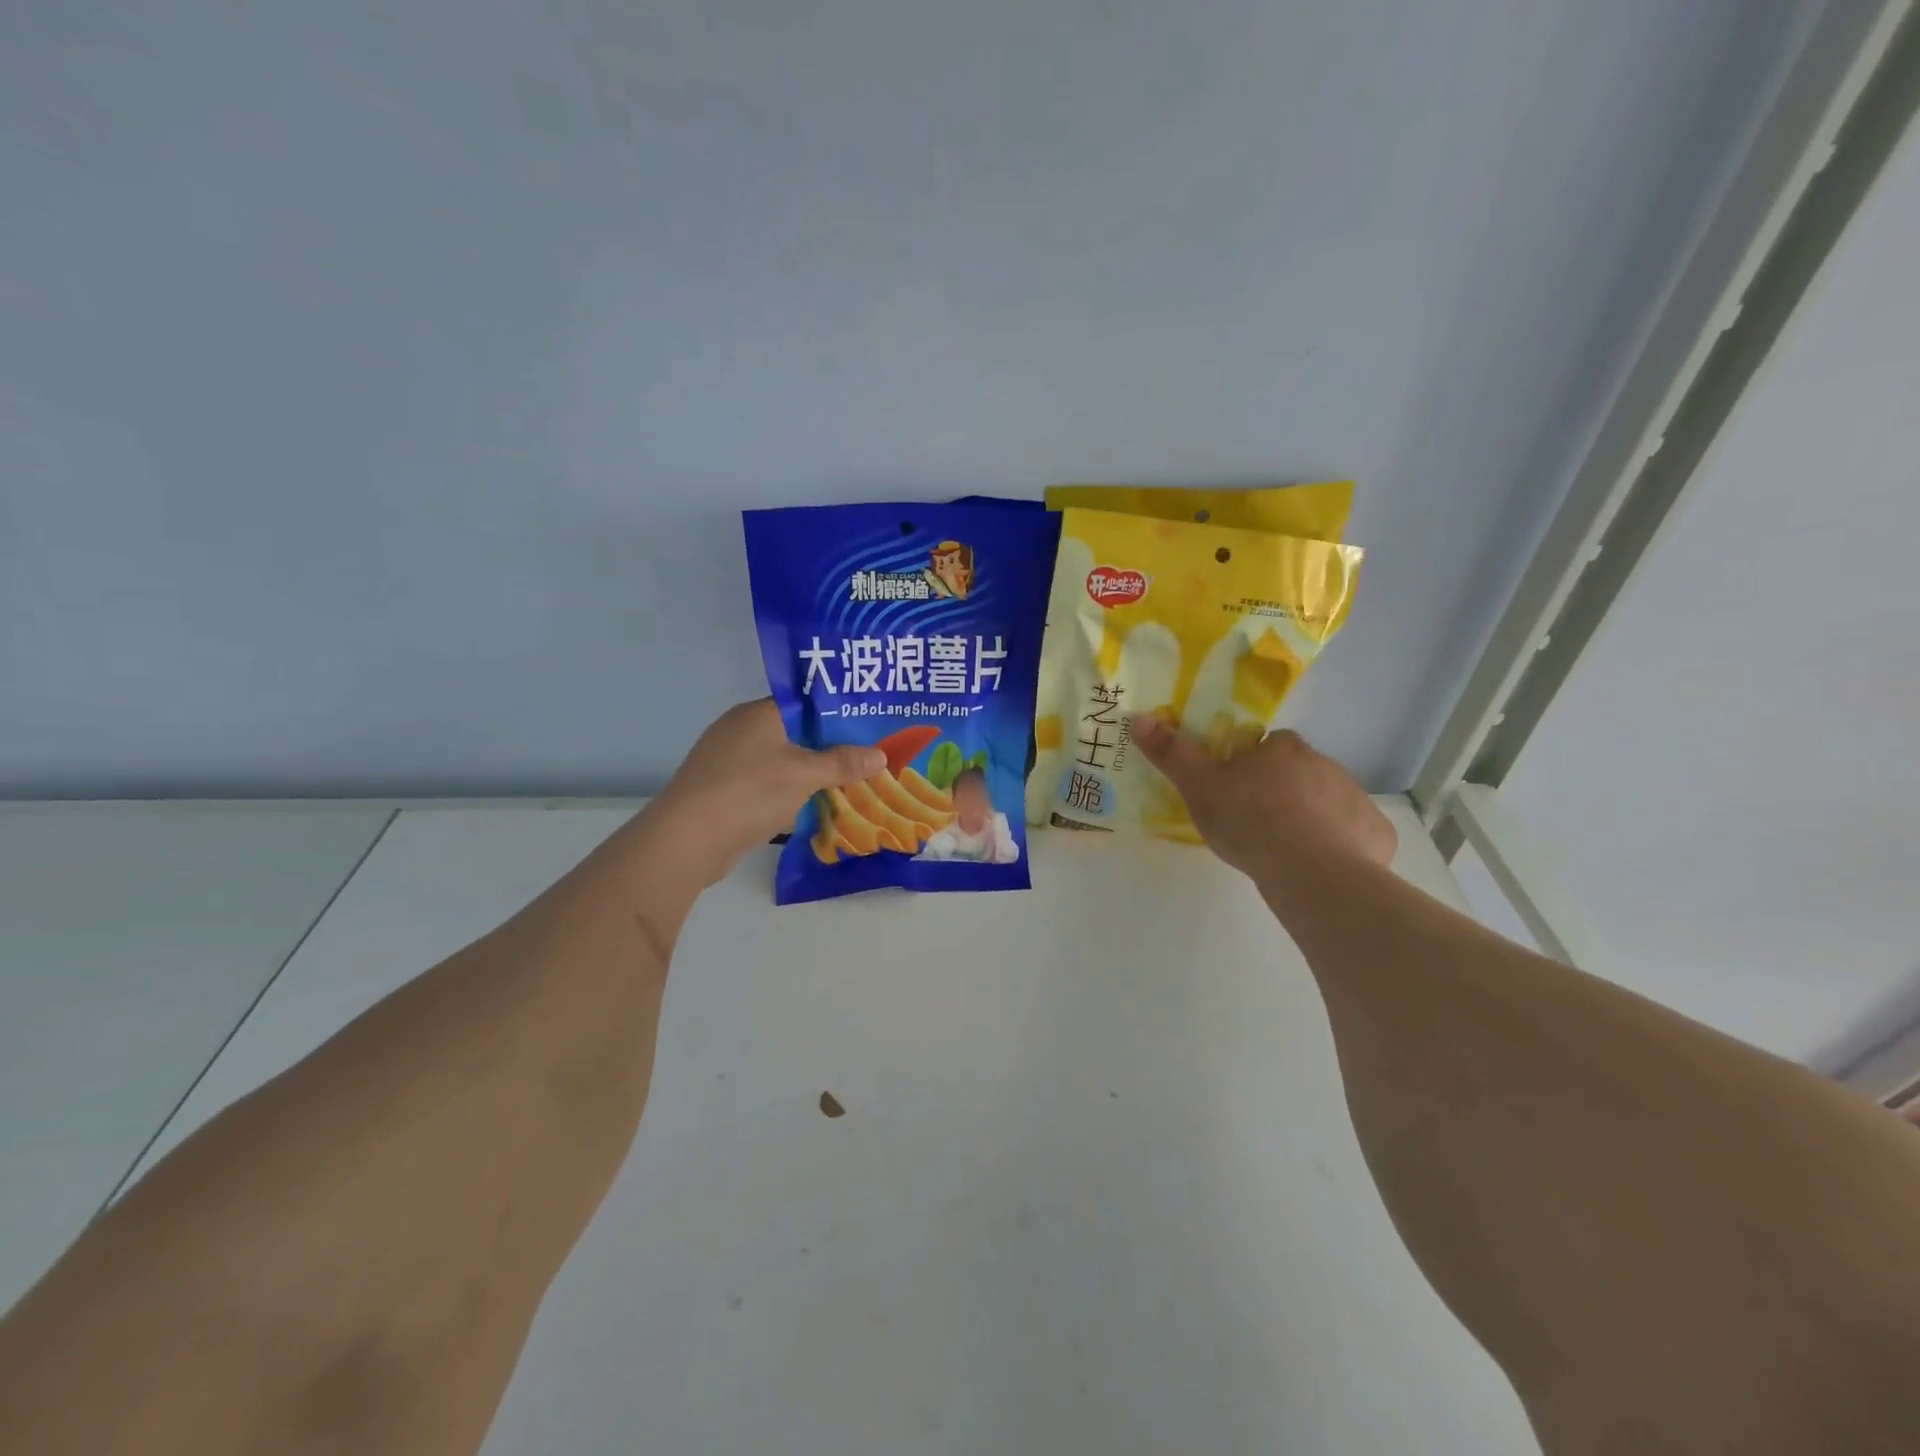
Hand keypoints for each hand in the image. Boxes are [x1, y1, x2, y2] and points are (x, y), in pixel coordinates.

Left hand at [648, 699, 886, 885]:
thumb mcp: (804, 774)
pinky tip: (815, 808)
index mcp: (758, 713)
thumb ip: (843, 763)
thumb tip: (881, 755)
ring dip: (811, 776)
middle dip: (830, 748)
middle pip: (797, 734)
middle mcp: (742, 731)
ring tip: (851, 783)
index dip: (838, 712)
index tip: (870, 724)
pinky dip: (790, 795)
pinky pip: (768, 787)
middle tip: (869, 756)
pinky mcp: (725, 792)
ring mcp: (730, 763)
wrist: (687, 841)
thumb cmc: (748, 792)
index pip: (805, 702)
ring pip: (783, 763)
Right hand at [1132, 717, 1395, 879]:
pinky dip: (1341, 845)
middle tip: (1256, 823)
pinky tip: (1321, 866)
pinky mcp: (1377, 833)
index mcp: (1283, 749)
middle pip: (1298, 772)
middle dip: (1281, 790)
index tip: (1236, 790)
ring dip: (1311, 816)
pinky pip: (1355, 834)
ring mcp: (1356, 798)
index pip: (1266, 746)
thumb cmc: (1250, 821)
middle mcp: (1325, 764)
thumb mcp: (1199, 788)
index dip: (1250, 764)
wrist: (1310, 870)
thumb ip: (1172, 753)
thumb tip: (1139, 717)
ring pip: (1327, 801)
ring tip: (1285, 850)